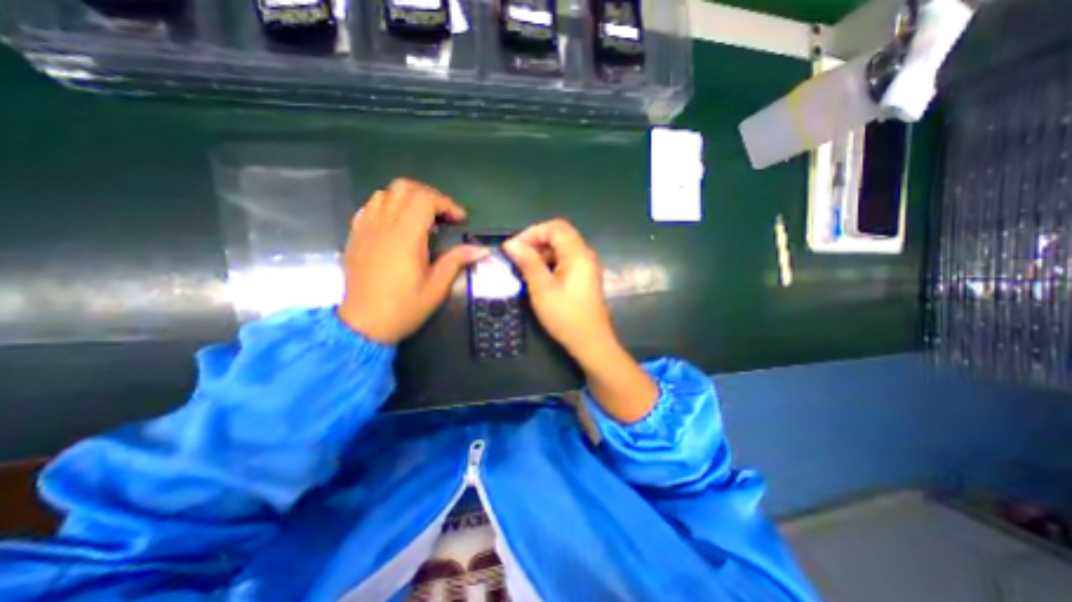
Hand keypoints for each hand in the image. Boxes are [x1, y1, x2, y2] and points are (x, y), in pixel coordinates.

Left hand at [337, 176, 488, 341]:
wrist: (364, 324)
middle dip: (429, 196)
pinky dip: (387, 206)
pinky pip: (369, 207)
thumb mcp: (437, 287)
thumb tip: (482, 250)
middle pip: (404, 188)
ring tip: (421, 218)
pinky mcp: (355, 236)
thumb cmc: (404, 308)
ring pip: (385, 194)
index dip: (447, 204)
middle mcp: (383, 225)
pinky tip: (397, 224)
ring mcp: (365, 228)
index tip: (460, 220)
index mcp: (405, 237)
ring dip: (407, 199)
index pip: (425, 200)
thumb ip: (457, 261)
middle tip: (443, 216)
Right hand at [505, 220, 616, 363]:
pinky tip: (538, 276)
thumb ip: (527, 262)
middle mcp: (585, 255)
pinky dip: (550, 263)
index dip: (532, 232)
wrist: (591, 342)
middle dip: (536, 241)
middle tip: (517, 257)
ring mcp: (586, 267)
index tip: (514, 247)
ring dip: (542, 253)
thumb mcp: (541, 289)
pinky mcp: (584, 277)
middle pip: (560, 235)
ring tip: (524, 267)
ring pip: (562, 249)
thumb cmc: (565, 316)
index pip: (555, 227)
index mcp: (577, 254)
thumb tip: (510, 243)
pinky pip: (566, 261)